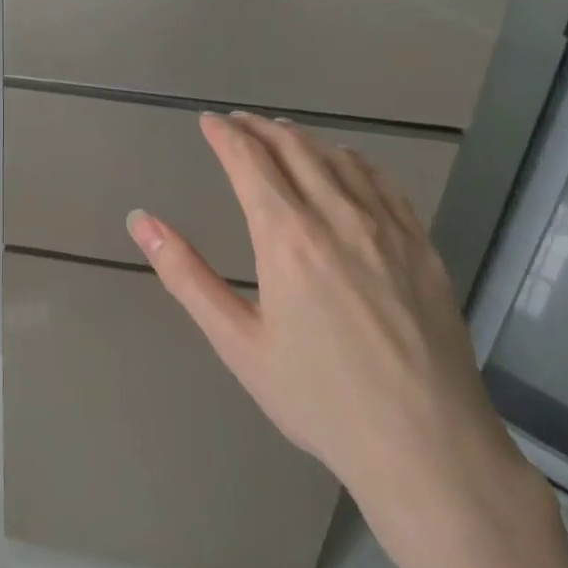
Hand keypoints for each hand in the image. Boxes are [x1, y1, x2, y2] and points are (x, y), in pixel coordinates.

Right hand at [126, 113, 534, 566]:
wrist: (426, 446)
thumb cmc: (319, 399)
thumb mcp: (238, 343)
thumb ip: (187, 275)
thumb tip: (141, 221)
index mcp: (286, 237)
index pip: (249, 160)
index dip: (225, 134)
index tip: (209, 121)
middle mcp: (337, 215)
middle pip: (293, 148)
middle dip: (259, 127)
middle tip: (237, 122)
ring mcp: (387, 226)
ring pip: (339, 158)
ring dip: (303, 138)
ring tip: (282, 135)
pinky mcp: (422, 244)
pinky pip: (383, 182)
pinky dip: (353, 161)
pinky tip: (346, 165)